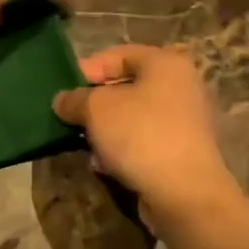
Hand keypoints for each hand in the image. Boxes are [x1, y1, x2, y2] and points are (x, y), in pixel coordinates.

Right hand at [51, 45, 242, 233]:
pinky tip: (104, 166)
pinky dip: (123, 149)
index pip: (119, 54)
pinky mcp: (183, 152)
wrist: (184, 194)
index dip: (88, 68)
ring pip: (133, 117)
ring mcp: (185, 121)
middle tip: (71, 117)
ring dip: (106, 130)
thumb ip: (74, 99)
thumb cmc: (140, 135)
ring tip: (85, 144)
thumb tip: (62, 100)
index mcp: (166, 63)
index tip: (64, 89)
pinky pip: (144, 141)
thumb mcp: (96, 109)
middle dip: (95, 103)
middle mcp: (181, 86)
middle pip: (127, 86)